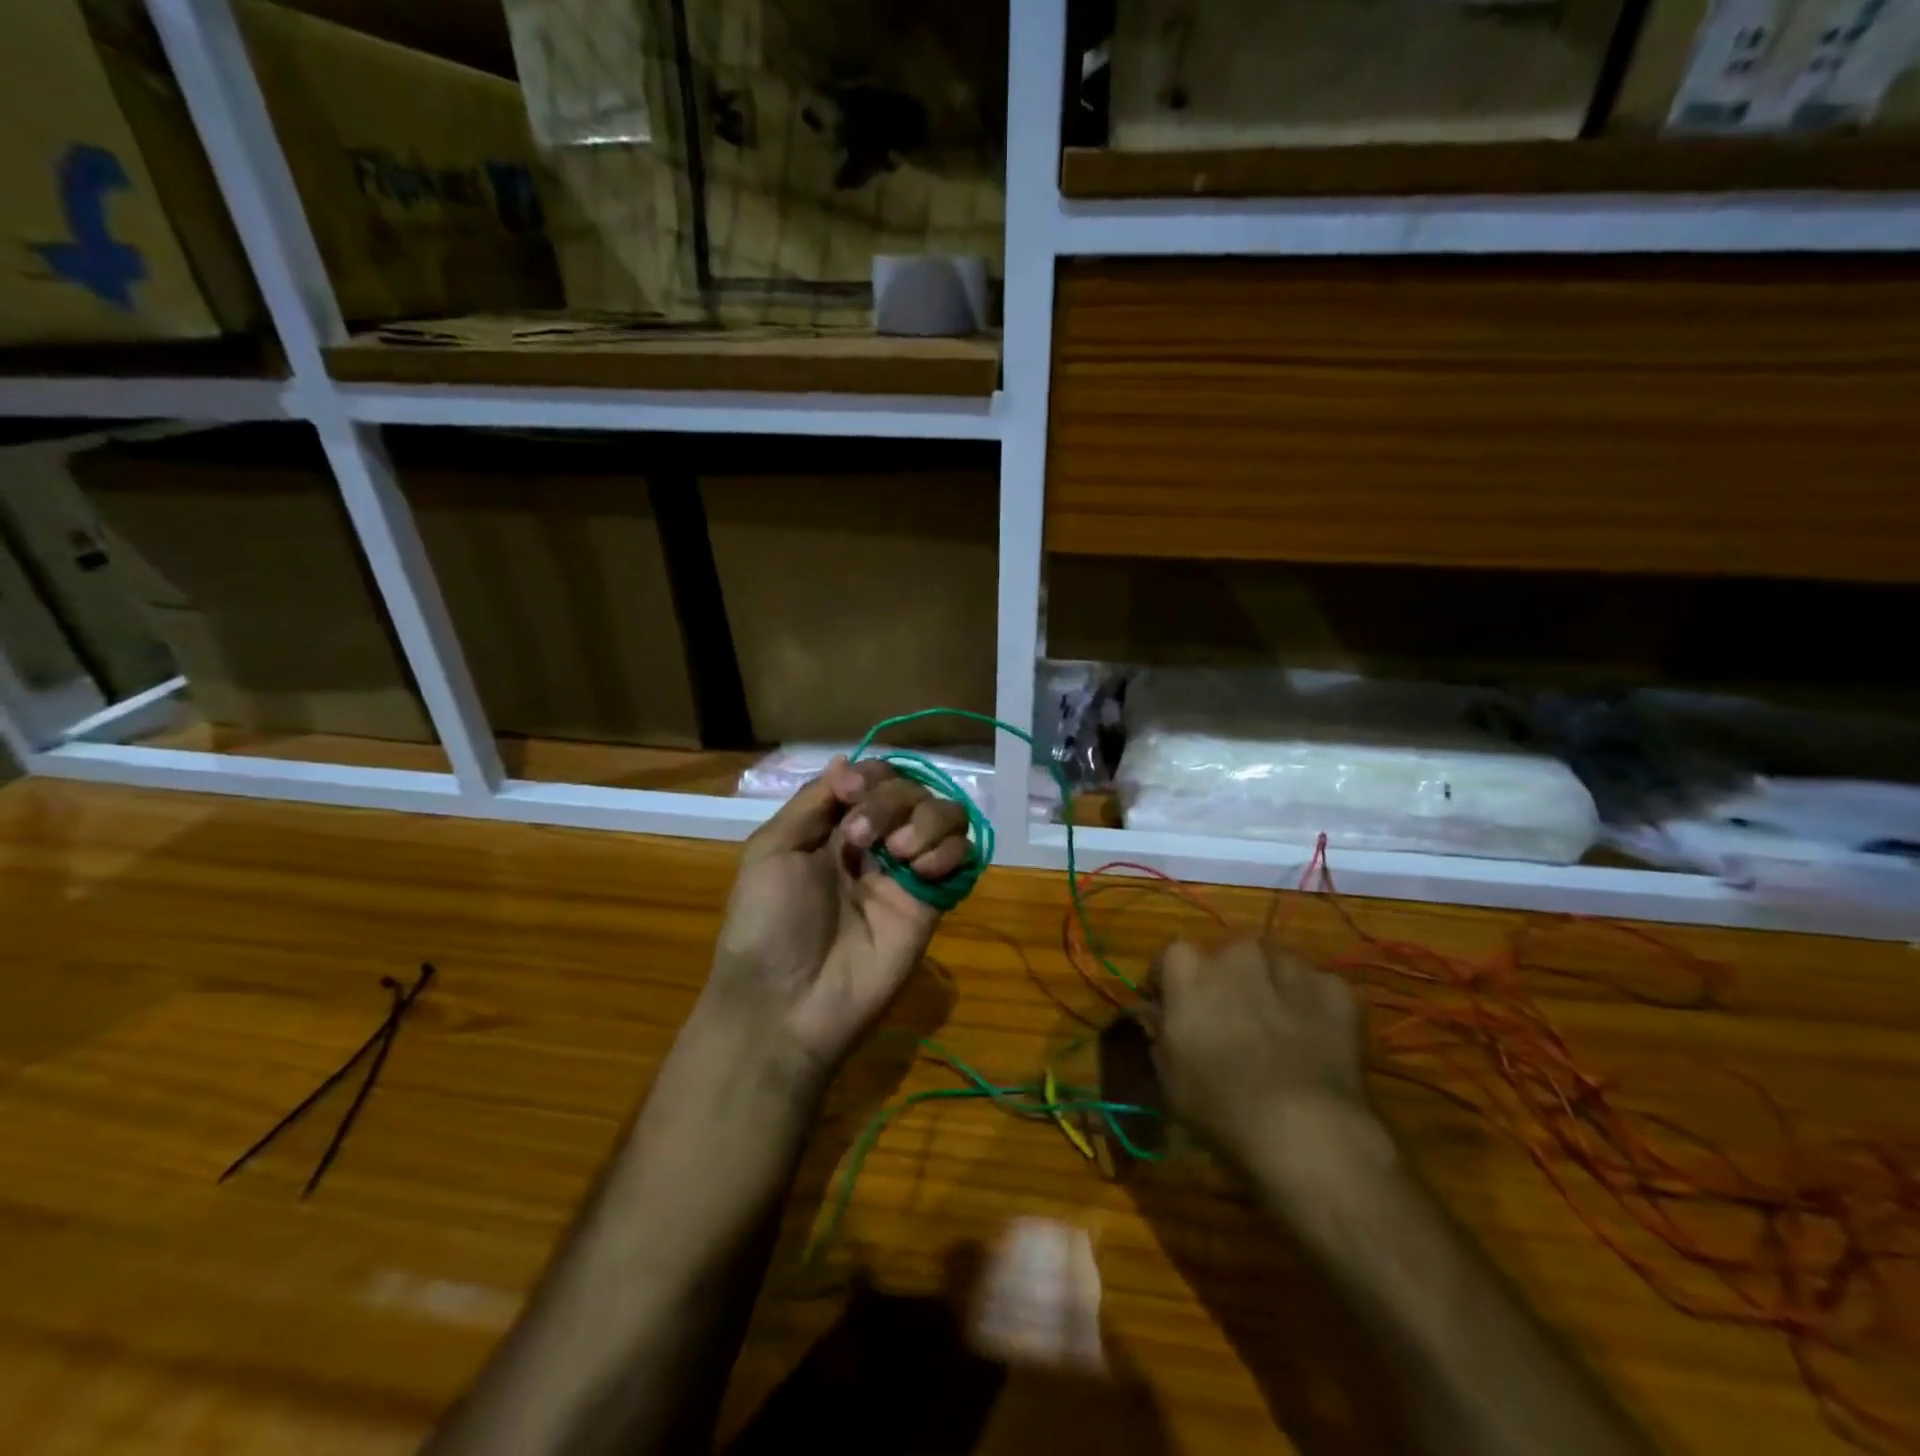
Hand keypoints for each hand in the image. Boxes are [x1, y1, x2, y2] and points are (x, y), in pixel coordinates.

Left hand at [703, 758, 972, 1080]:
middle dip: (889, 801)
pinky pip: (962, 858)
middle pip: (911, 790)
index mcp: (835, 827)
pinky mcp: (932, 903)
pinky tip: (920, 872)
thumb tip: (848, 760)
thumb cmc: (767, 923)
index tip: (853, 792)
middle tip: (861, 839)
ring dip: (926, 821)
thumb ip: (814, 801)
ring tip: (896, 854)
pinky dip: (948, 851)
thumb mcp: (771, 849)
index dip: (873, 775)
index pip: (875, 777)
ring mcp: (906, 873)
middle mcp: (876, 843)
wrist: (786, 1002)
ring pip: (945, 815)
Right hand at [1151, 940, 1387, 1192]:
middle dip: (1225, 980)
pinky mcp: (1335, 989)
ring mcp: (1290, 965)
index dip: (1171, 986)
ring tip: (1275, 1026)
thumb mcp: (1167, 1075)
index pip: (1170, 960)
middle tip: (1230, 1021)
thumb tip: (1156, 1011)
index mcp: (1187, 966)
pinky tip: (1314, 1038)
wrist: (1305, 1129)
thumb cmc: (1219, 1103)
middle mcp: (1236, 952)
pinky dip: (1313, 1005)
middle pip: (1226, 956)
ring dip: (1270, 983)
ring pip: (1274, 963)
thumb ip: (1159, 1029)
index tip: (1174, 1013)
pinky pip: (1317, 987)